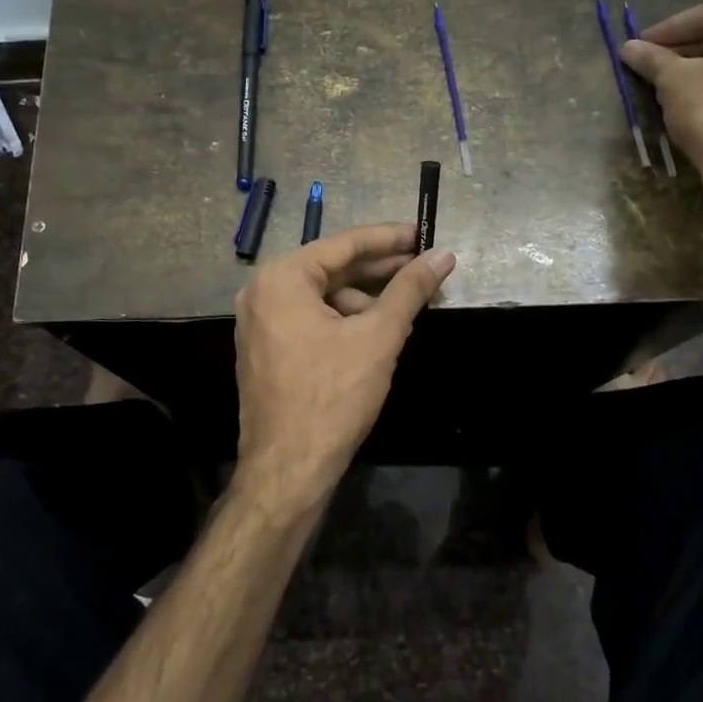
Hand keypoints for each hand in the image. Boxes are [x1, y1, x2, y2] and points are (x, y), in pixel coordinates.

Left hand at [234, 224, 454, 515]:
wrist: (287, 469)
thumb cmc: (332, 396)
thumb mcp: (378, 337)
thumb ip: (410, 290)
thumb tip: (443, 255)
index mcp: (282, 278)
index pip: (344, 244)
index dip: (389, 238)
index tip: (424, 233)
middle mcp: (262, 292)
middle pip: (331, 269)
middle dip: (380, 271)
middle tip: (425, 268)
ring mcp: (259, 322)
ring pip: (322, 297)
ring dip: (364, 300)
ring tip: (405, 312)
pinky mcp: (266, 349)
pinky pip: (310, 319)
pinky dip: (344, 321)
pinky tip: (376, 335)